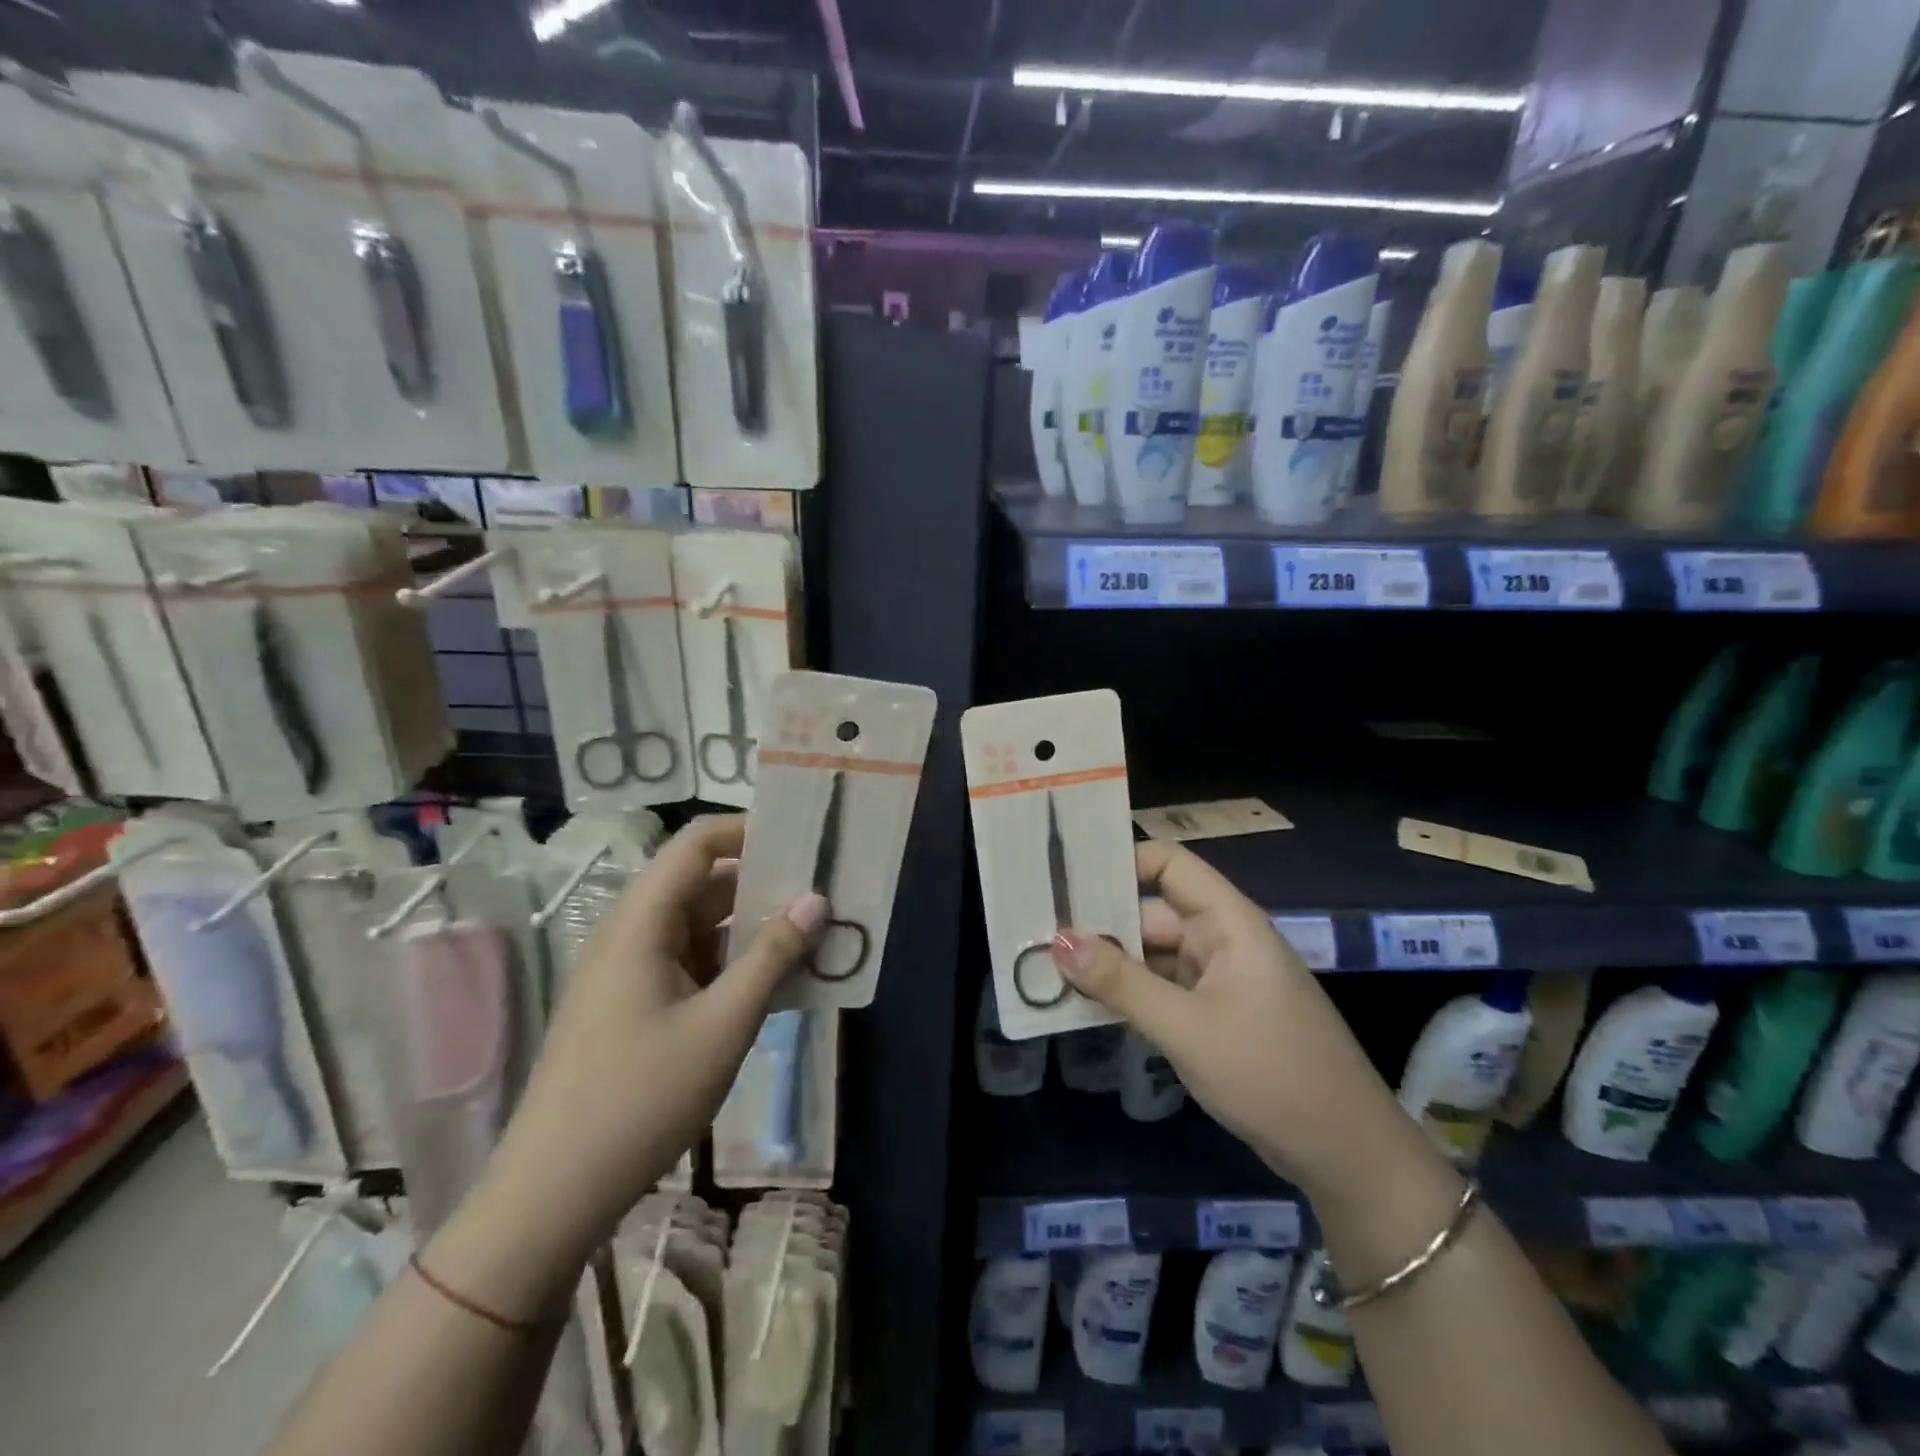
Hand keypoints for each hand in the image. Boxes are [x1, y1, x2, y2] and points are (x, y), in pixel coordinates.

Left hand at [484, 816, 825, 1256]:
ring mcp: (631, 972)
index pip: (697, 843)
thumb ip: (774, 955)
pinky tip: (776, 983)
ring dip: (753, 927)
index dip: (748, 830)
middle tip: (824, 892)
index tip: (803, 841)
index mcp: (641, 922)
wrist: (552, 1195)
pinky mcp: (634, 1006)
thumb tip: (817, 899)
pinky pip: (693, 963)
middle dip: (763, 882)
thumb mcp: (723, 1024)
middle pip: (702, 882)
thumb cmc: (640, 1098)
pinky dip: (734, 963)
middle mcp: (632, 934)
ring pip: (701, 926)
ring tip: (813, 935)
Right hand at [1051, 840, 1416, 1197]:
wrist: (1348, 1156)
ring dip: (1110, 965)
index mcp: (1228, 922)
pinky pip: (1163, 990)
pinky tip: (1086, 1004)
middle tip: (1037, 934)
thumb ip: (1120, 982)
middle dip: (1100, 925)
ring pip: (1153, 956)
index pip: (1169, 864)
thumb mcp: (1186, 1028)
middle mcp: (1222, 940)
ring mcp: (1220, 979)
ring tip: (1047, 968)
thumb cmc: (1271, 1074)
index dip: (1120, 862)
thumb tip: (1058, 939)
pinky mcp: (1216, 1015)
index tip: (1065, 877)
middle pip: (1151, 914)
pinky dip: (1129, 996)